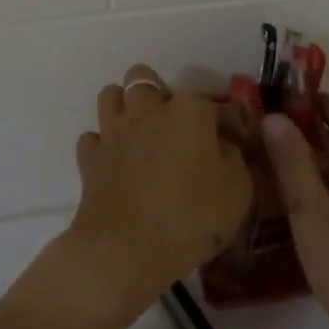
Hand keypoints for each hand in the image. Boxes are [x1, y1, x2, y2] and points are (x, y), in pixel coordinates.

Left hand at [58, 64, 253, 326]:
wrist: (125, 251)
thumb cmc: (190, 218)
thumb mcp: (238, 191)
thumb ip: (234, 158)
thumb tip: (223, 145)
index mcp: (190, 111)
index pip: (214, 103)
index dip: (227, 122)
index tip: (234, 143)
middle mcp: (149, 110)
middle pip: (144, 77)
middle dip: (158, 92)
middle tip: (173, 125)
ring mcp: (114, 131)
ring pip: (110, 95)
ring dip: (124, 108)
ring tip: (140, 133)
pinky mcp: (90, 157)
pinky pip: (93, 138)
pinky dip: (103, 146)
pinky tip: (116, 162)